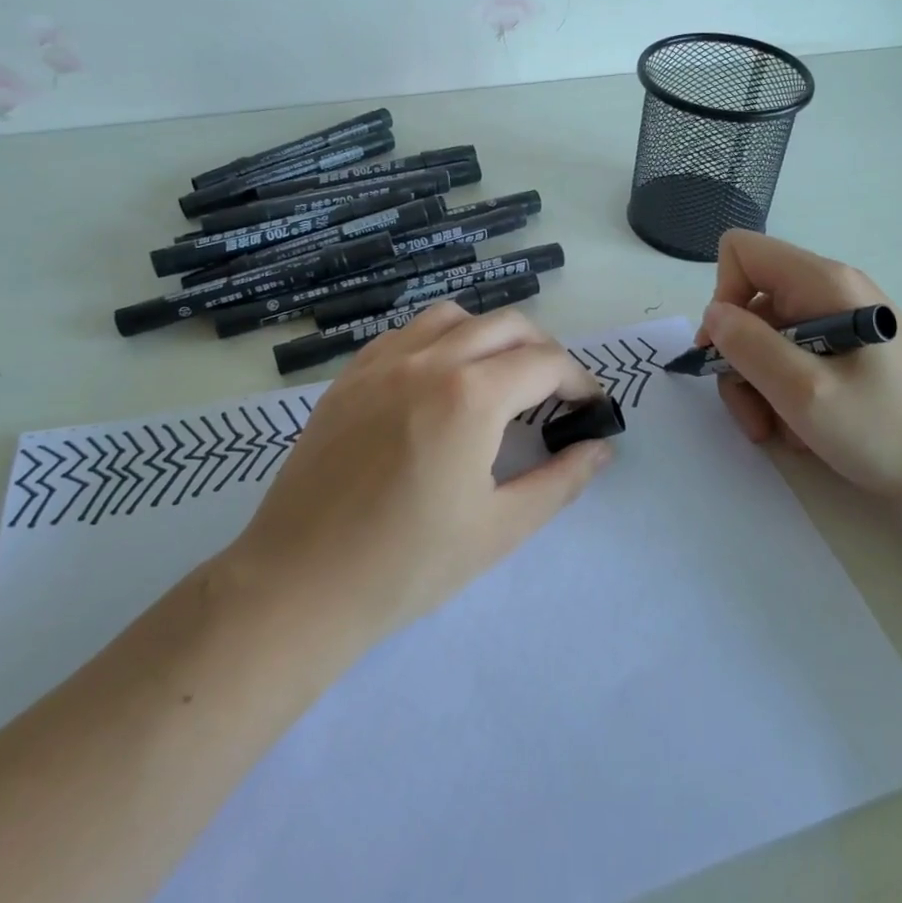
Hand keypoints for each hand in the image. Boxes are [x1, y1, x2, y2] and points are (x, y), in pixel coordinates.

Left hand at [231, 304, 613, 646]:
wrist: (301, 585)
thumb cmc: (408, 565)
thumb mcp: (500, 529)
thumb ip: (560, 481)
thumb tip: (601, 449)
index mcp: (470, 396)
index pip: (545, 363)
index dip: (579, 381)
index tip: (590, 408)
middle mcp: (428, 361)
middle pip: (505, 325)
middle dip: (543, 351)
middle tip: (554, 394)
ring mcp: (381, 364)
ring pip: (453, 317)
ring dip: (490, 336)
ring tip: (498, 378)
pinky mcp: (349, 377)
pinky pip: (405, 335)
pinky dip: (439, 342)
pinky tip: (439, 382)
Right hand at [698, 230, 901, 505]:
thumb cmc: (886, 429)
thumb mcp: (804, 391)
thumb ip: (749, 346)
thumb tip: (714, 315)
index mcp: (822, 282)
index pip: (741, 252)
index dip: (722, 296)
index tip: (726, 351)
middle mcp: (830, 290)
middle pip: (751, 304)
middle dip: (739, 360)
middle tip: (753, 415)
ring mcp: (841, 320)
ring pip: (768, 338)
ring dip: (760, 386)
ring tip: (779, 432)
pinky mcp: (850, 350)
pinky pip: (795, 357)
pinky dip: (786, 392)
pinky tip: (805, 429)